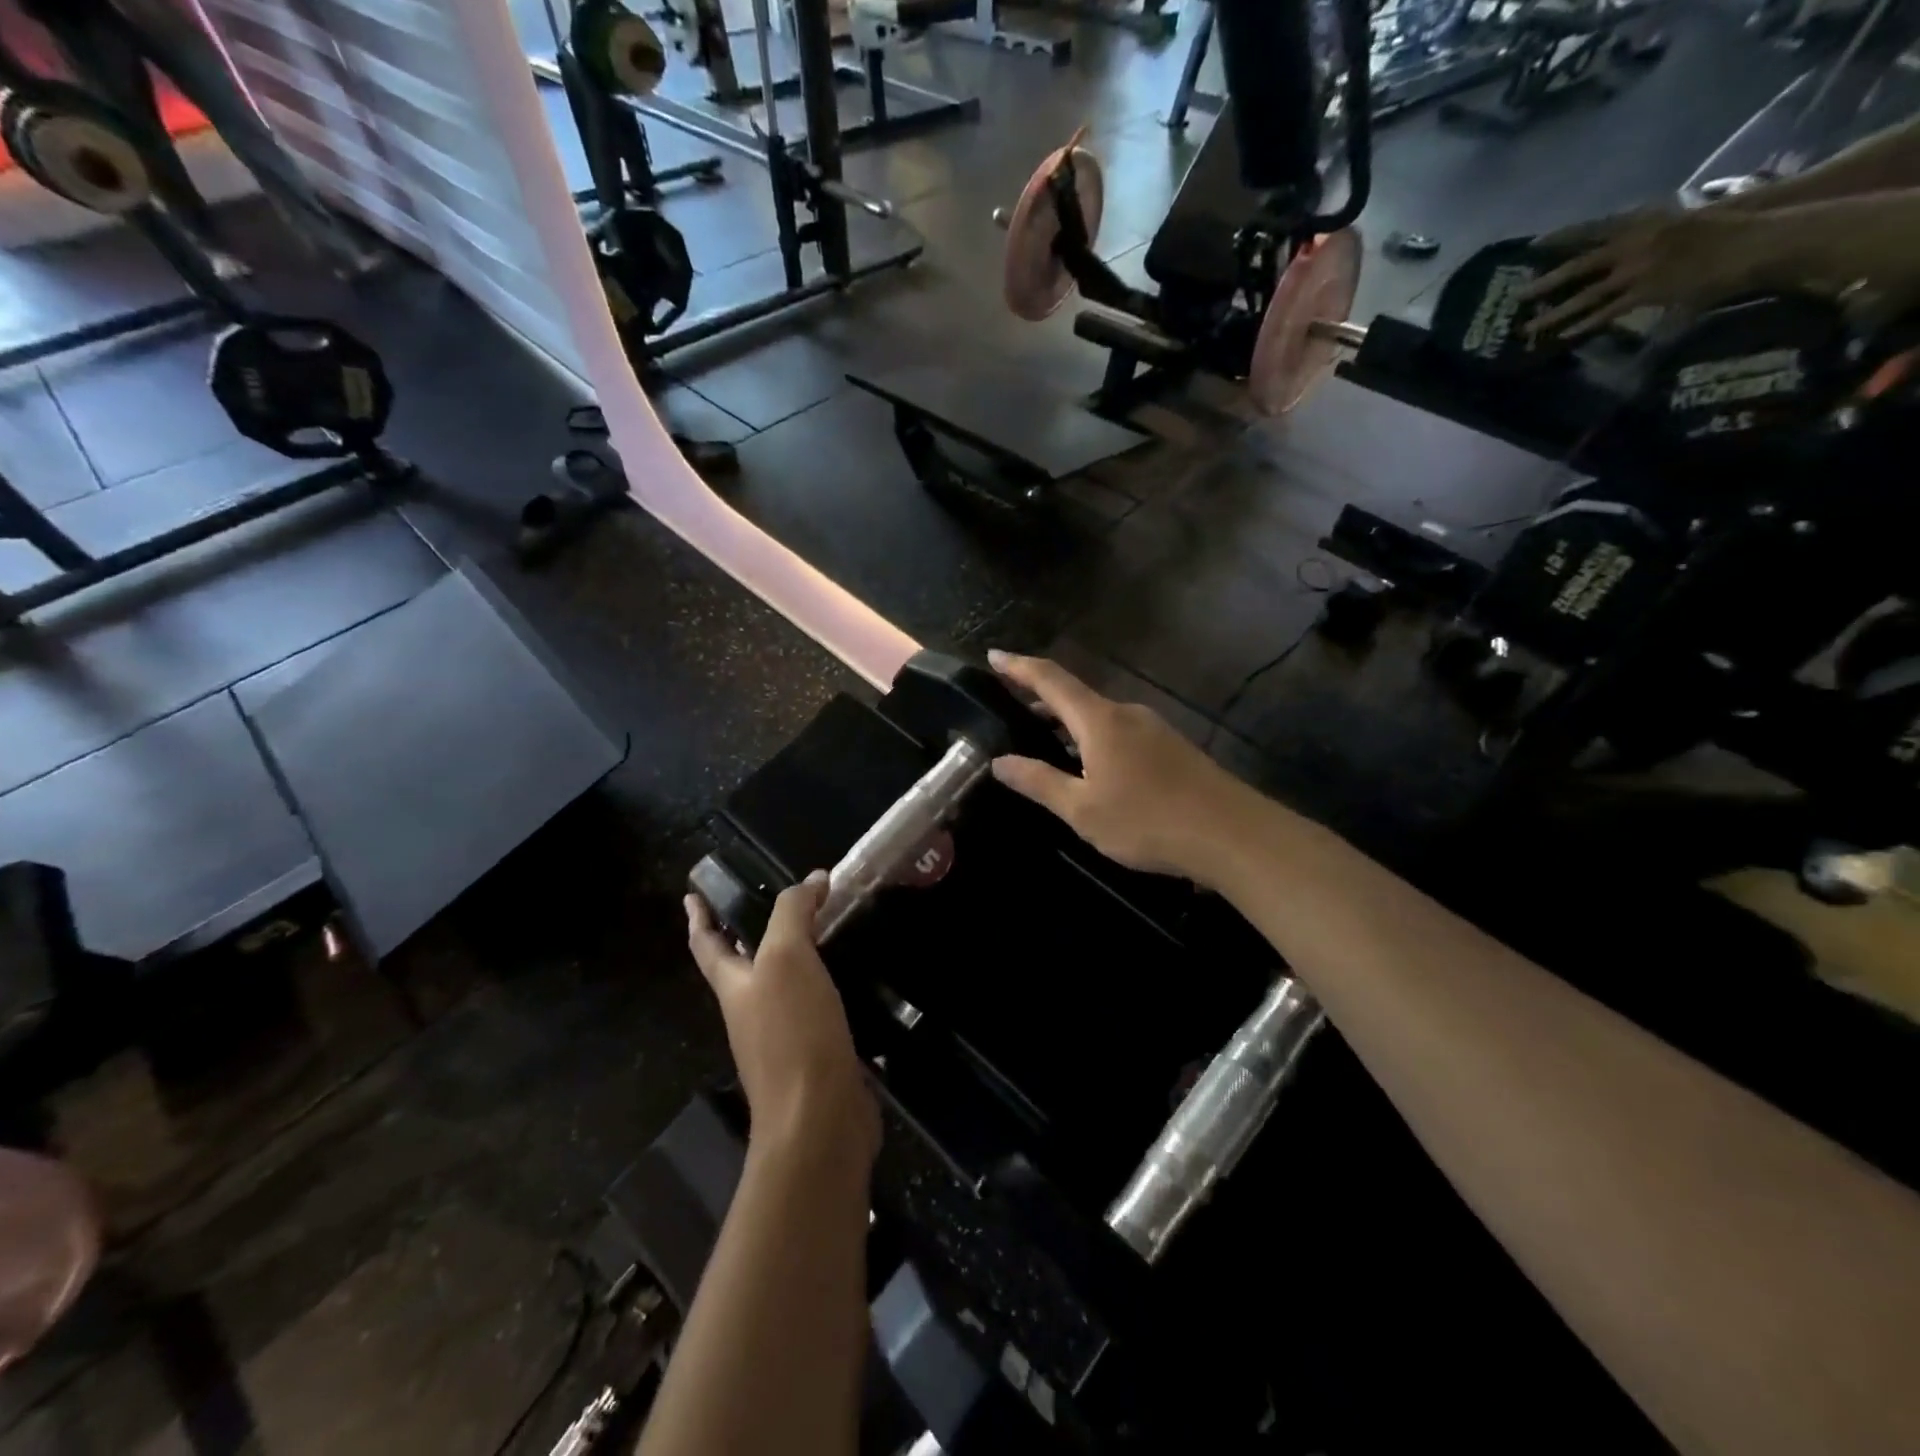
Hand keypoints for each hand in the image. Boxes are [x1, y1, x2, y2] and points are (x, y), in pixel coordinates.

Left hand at [686, 874, 879, 1162]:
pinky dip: (826, 985)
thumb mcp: (787, 959)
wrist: (818, 1118)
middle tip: (771, 904)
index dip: (699, 917)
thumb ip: (794, 914)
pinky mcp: (816, 1054)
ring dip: (793, 958)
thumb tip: (813, 879)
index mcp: (735, 988)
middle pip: (743, 966)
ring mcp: (783, 1038)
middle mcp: (752, 1012)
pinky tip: (851, 976)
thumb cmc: (793, 1033)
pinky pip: (816, 1008)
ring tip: (819, 930)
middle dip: (749, 935)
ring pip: (783, 986)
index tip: (691, 895)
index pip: (707, 945)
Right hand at [986, 651, 1256, 885]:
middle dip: (1040, 699)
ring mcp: (1154, 729)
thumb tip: (999, 762)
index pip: (1050, 680)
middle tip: (1010, 708)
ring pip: (1099, 717)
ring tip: (1044, 741)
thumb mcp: (1082, 810)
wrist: (1232, 835)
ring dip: (1068, 723)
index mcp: (1100, 720)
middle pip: (1075, 696)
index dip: (1019, 667)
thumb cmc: (1149, 821)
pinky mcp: (1172, 748)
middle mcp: (1127, 714)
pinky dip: (1093, 738)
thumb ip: (1039, 782)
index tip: (994, 655)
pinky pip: (1120, 732)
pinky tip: (1091, 767)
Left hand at [1522, 207, 1781, 339]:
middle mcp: (1634, 244)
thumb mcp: (1676, 221)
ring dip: (1555, 314)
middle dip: (1545, 282)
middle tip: (1517, 295)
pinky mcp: (1648, 292)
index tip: (1532, 246)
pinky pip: (1608, 312)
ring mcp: (1639, 269)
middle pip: (1578, 265)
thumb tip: (1622, 242)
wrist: (1758, 234)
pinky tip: (1565, 335)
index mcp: (1641, 222)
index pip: (1590, 229)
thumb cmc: (1720, 227)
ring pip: (1585, 296)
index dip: (1561, 237)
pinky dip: (1585, 324)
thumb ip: (1645, 232)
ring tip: (1528, 327)